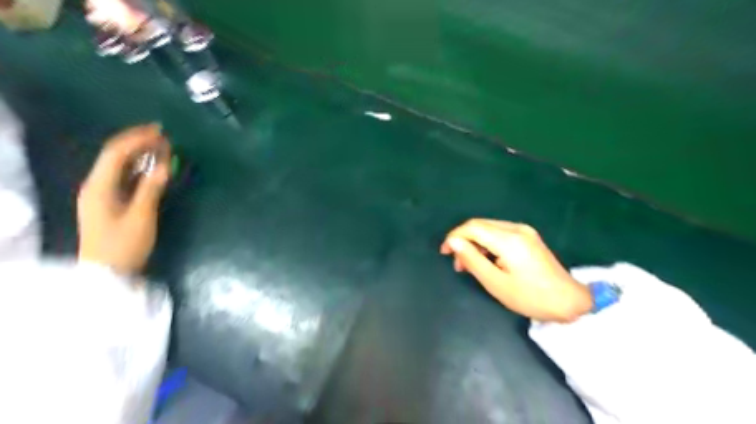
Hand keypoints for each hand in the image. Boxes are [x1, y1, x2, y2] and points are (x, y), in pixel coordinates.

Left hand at [76, 123, 170, 273]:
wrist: (107, 273)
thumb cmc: (124, 245)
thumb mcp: (141, 216)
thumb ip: (151, 188)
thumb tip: (163, 165)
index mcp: (99, 186)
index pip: (116, 153)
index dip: (137, 139)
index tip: (161, 132)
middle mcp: (96, 185)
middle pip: (115, 156)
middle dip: (139, 143)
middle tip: (164, 137)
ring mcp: (101, 194)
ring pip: (120, 166)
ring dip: (140, 155)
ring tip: (163, 149)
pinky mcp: (109, 203)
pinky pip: (124, 178)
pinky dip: (140, 170)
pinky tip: (154, 169)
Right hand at [440, 220, 593, 322]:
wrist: (569, 301)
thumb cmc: (530, 297)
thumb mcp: (495, 282)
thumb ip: (472, 259)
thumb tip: (453, 242)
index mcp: (509, 240)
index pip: (472, 227)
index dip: (454, 236)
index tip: (444, 252)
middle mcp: (516, 228)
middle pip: (480, 225)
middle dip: (463, 240)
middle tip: (457, 263)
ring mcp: (524, 231)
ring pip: (488, 228)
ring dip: (474, 242)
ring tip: (469, 264)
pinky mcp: (528, 236)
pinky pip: (499, 233)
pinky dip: (487, 243)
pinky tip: (486, 259)